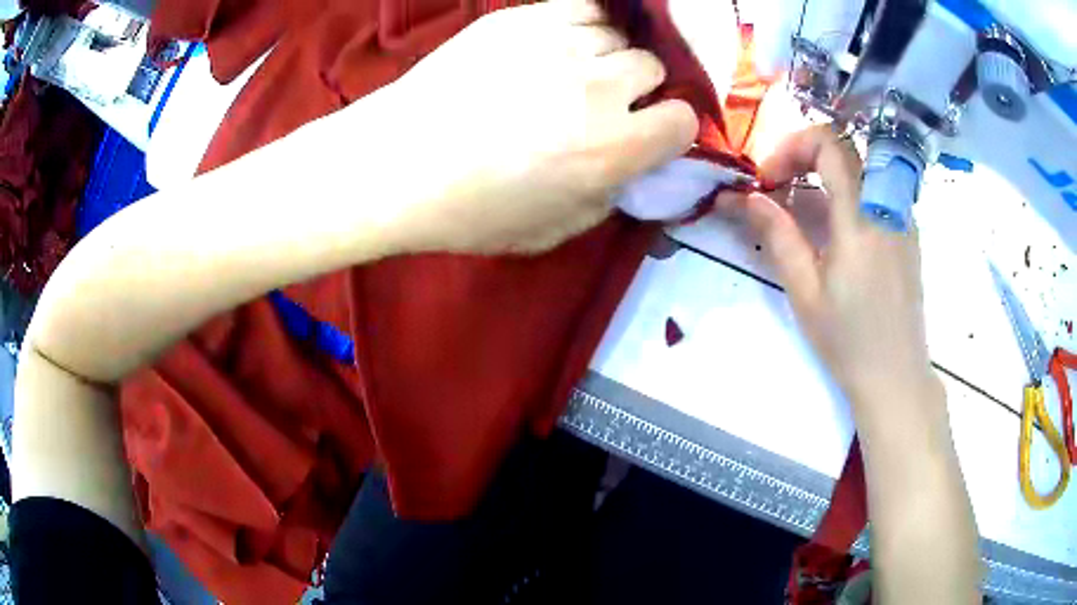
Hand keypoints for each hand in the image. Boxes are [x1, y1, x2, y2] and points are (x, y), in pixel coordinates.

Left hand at [373, 0, 697, 253]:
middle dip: (636, 87)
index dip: (669, 128)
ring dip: (605, 54)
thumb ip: (607, 198)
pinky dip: (579, 24)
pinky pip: (580, 7)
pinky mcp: (521, 18)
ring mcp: (559, 43)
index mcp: (612, 149)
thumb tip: (628, 168)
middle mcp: (598, 88)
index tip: (648, 132)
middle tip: (601, 101)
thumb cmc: (469, 211)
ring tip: (570, 71)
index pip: (683, 121)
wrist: (397, 163)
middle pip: (652, 67)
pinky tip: (556, 43)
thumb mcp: (553, 231)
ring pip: (617, 35)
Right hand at [716, 125, 935, 401]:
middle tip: (778, 187)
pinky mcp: (906, 232)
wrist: (896, 376)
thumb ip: (778, 236)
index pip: (829, 144)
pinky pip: (874, 193)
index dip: (792, 147)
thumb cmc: (848, 342)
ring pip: (859, 168)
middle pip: (844, 148)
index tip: (769, 180)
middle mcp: (887, 206)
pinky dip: (845, 195)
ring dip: (823, 176)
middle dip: (803, 156)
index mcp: (860, 218)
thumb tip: (748, 198)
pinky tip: (830, 232)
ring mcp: (901, 217)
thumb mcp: (805, 293)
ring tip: (798, 214)